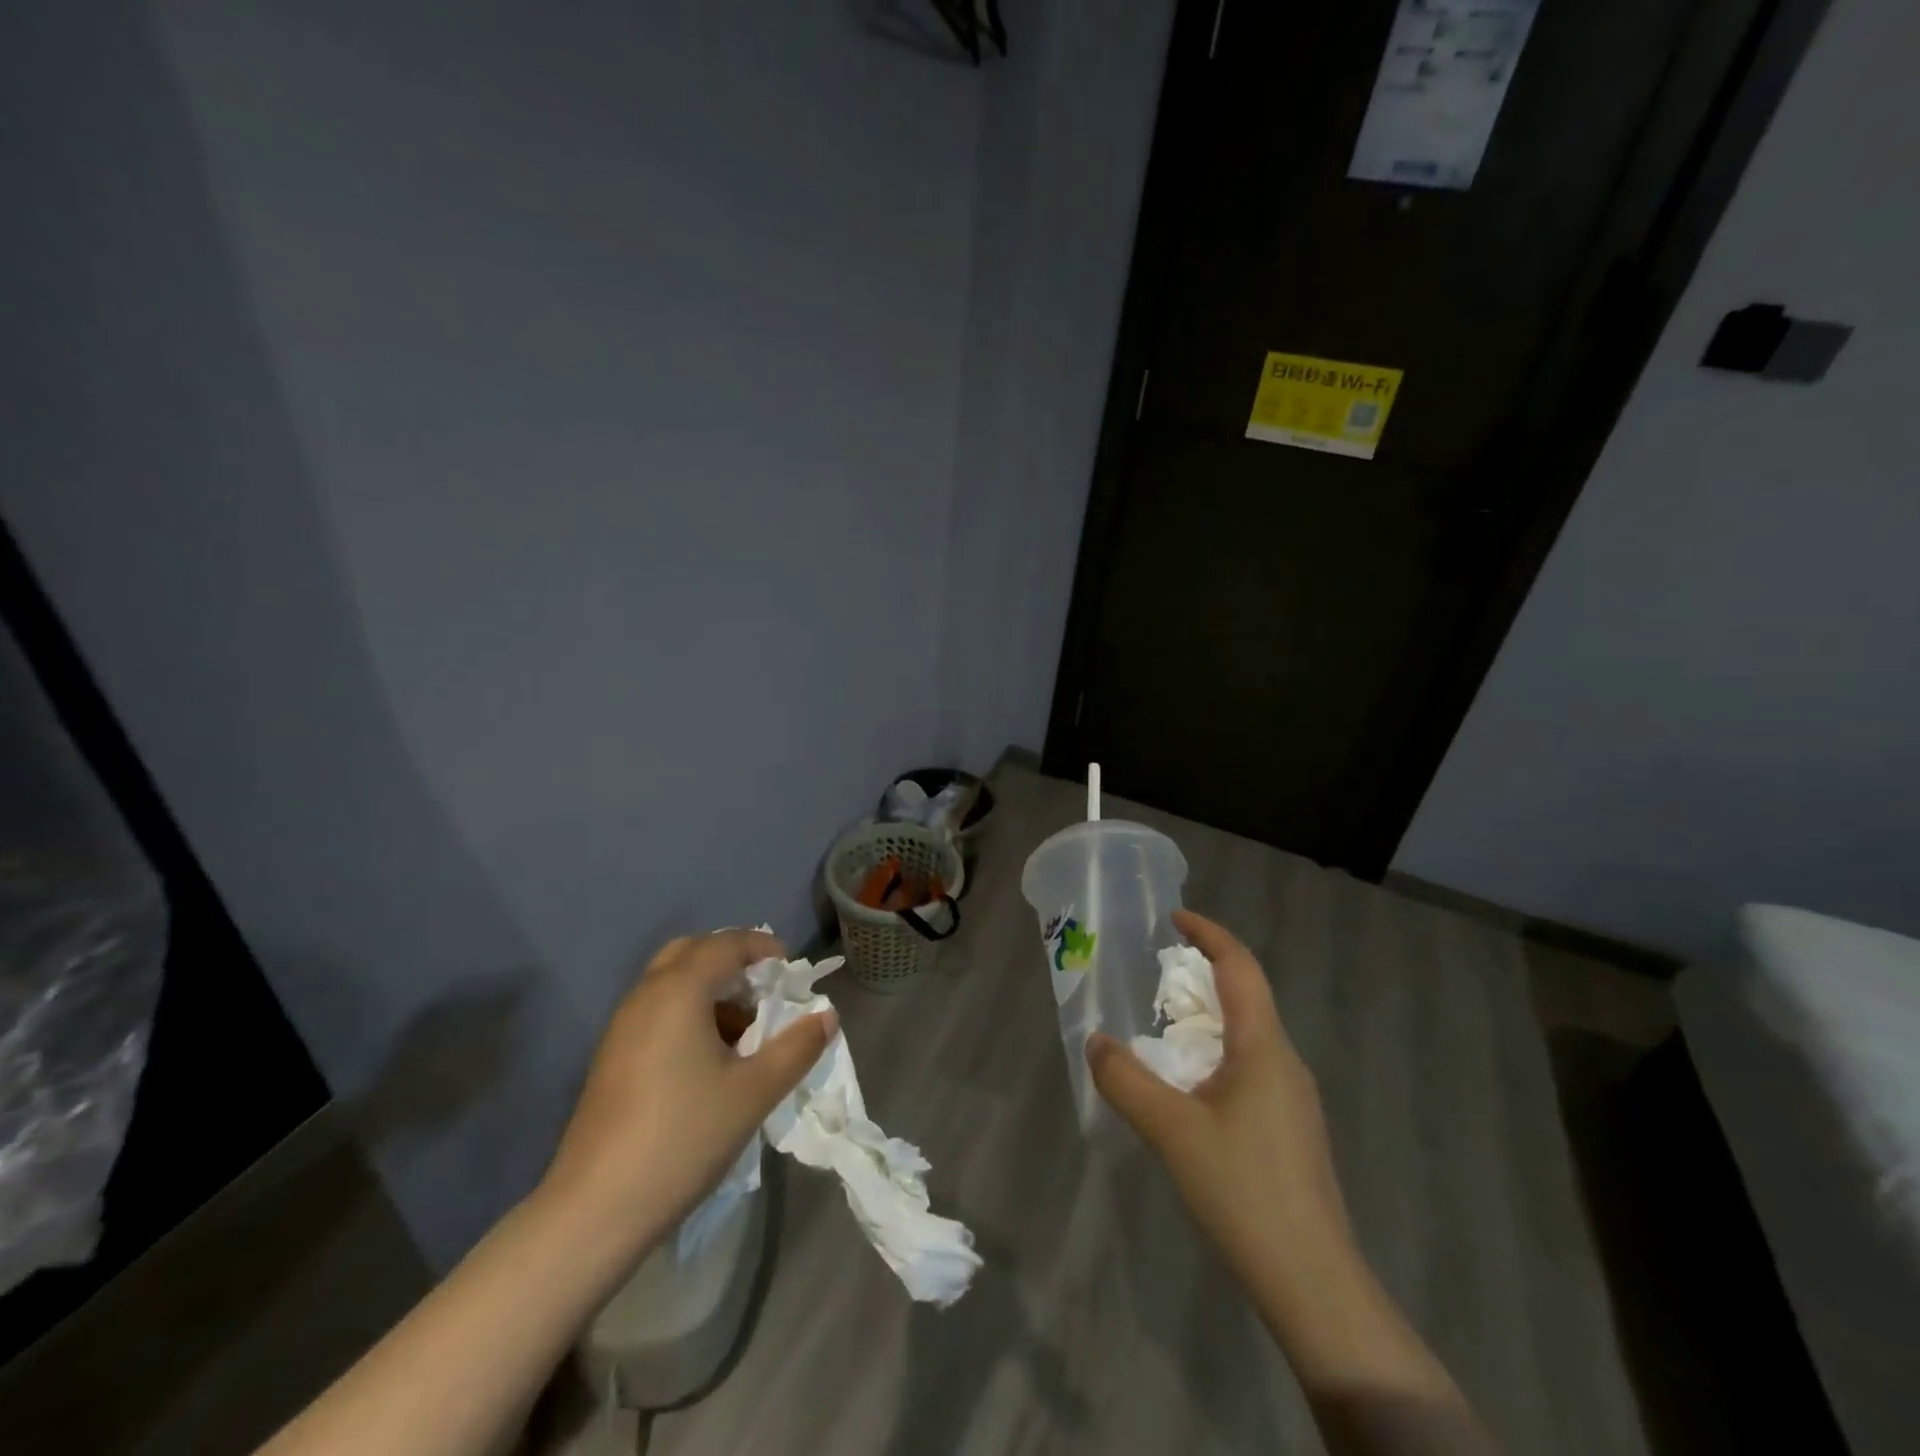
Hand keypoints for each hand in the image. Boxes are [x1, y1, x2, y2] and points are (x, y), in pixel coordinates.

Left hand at [537, 929, 836, 1265]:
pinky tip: (709, 1059)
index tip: (791, 972)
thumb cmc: (683, 1138)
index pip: (726, 943)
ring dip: (711, 989)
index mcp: (678, 991)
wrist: (594, 1210)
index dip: (763, 947)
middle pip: (693, 952)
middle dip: (733, 961)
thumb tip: (827, 1015)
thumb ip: (797, 1047)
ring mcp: (622, 1026)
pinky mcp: (611, 1056)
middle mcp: (646, 995)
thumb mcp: (754, 1092)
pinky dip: (688, 1012)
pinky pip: (657, 1009)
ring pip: (672, 981)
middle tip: (764, 992)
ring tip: (744, 1031)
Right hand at [1086, 910, 1351, 1304]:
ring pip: (1248, 1036)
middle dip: (1202, 975)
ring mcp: (1293, 1099)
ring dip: (1207, 1018)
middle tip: (1155, 974)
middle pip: (1246, 997)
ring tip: (1162, 1027)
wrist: (1313, 1283)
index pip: (1241, 967)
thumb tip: (1096, 1041)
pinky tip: (1188, 1087)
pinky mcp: (1289, 1130)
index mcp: (1264, 1047)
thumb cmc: (1244, 1191)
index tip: (1173, 918)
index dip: (1209, 934)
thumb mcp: (1171, 1130)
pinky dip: (1215, 1054)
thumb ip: (1126, 1080)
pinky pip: (1250, 1068)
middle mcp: (1285, 1062)